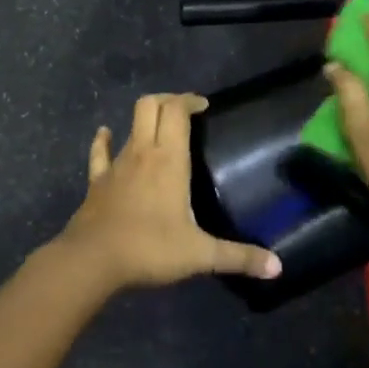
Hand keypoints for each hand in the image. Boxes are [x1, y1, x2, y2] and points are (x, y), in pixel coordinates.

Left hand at [59, 93, 282, 290]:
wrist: (91, 261)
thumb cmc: (149, 248)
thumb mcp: (200, 254)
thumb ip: (238, 257)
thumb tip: (277, 267)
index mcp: (168, 159)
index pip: (176, 110)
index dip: (189, 100)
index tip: (204, 106)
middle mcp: (141, 152)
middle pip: (149, 105)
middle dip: (168, 100)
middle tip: (185, 112)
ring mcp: (115, 165)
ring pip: (128, 126)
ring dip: (144, 121)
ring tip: (159, 129)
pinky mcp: (96, 182)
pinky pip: (100, 153)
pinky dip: (104, 141)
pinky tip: (106, 135)